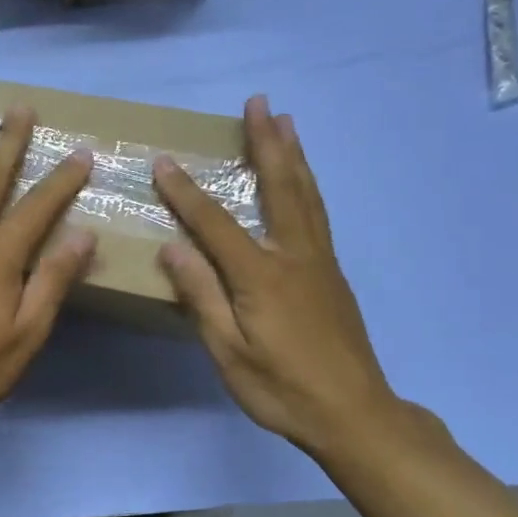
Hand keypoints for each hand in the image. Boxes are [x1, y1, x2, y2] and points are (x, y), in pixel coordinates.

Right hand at [153, 95, 400, 460]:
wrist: (354, 414)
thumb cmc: (282, 388)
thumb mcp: (229, 352)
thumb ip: (201, 297)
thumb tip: (172, 248)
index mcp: (261, 275)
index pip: (215, 224)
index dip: (186, 192)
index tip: (163, 162)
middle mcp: (294, 255)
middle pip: (280, 187)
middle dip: (266, 142)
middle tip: (260, 102)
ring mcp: (319, 262)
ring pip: (306, 194)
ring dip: (293, 154)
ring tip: (287, 122)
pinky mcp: (332, 274)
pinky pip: (317, 213)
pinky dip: (307, 184)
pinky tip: (303, 181)